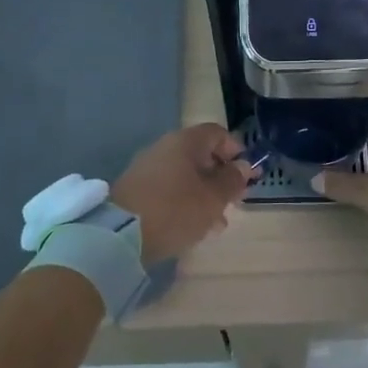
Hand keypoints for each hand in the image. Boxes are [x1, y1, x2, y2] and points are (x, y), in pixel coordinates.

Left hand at [111, 124, 257, 264]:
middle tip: (234, 202)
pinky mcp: (137, 189)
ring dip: (205, 195)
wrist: (119, 234)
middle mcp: (165, 147)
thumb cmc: (175, 210)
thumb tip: (243, 166)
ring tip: (216, 224)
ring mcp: (148, 168)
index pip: (217, 133)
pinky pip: (169, 190)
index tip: (248, 174)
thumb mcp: (212, 198)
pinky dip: (185, 203)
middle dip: (221, 178)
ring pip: (186, 176)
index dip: (236, 151)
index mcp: (185, 142)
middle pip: (201, 155)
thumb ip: (232, 181)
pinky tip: (193, 227)